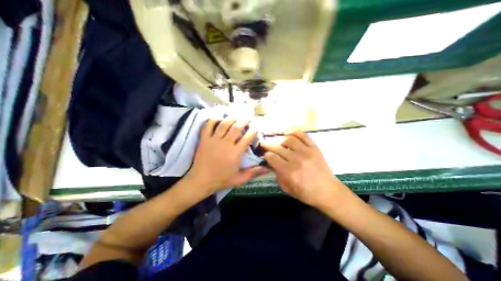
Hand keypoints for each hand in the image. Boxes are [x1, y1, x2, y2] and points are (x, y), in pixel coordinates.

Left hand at [187, 116, 267, 194]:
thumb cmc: (221, 180)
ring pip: (224, 124)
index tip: (256, 127)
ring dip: (232, 117)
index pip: (247, 138)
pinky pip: (208, 126)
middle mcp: (225, 144)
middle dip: (244, 120)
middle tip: (248, 115)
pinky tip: (219, 116)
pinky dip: (213, 119)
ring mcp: (213, 140)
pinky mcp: (204, 139)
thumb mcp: (239, 179)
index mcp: (235, 153)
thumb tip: (267, 168)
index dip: (253, 131)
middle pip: (236, 128)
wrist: (200, 181)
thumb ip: (253, 173)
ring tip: (237, 113)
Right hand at [262, 130, 348, 206]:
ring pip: (289, 139)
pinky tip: (289, 133)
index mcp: (289, 172)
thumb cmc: (307, 194)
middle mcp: (296, 159)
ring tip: (279, 143)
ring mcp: (307, 152)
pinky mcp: (314, 148)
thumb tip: (272, 164)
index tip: (266, 155)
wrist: (329, 192)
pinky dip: (294, 132)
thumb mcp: (288, 189)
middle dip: (268, 145)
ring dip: (281, 140)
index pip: (272, 157)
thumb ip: (278, 176)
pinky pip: (303, 135)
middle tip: (264, 144)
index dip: (266, 155)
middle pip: (278, 147)